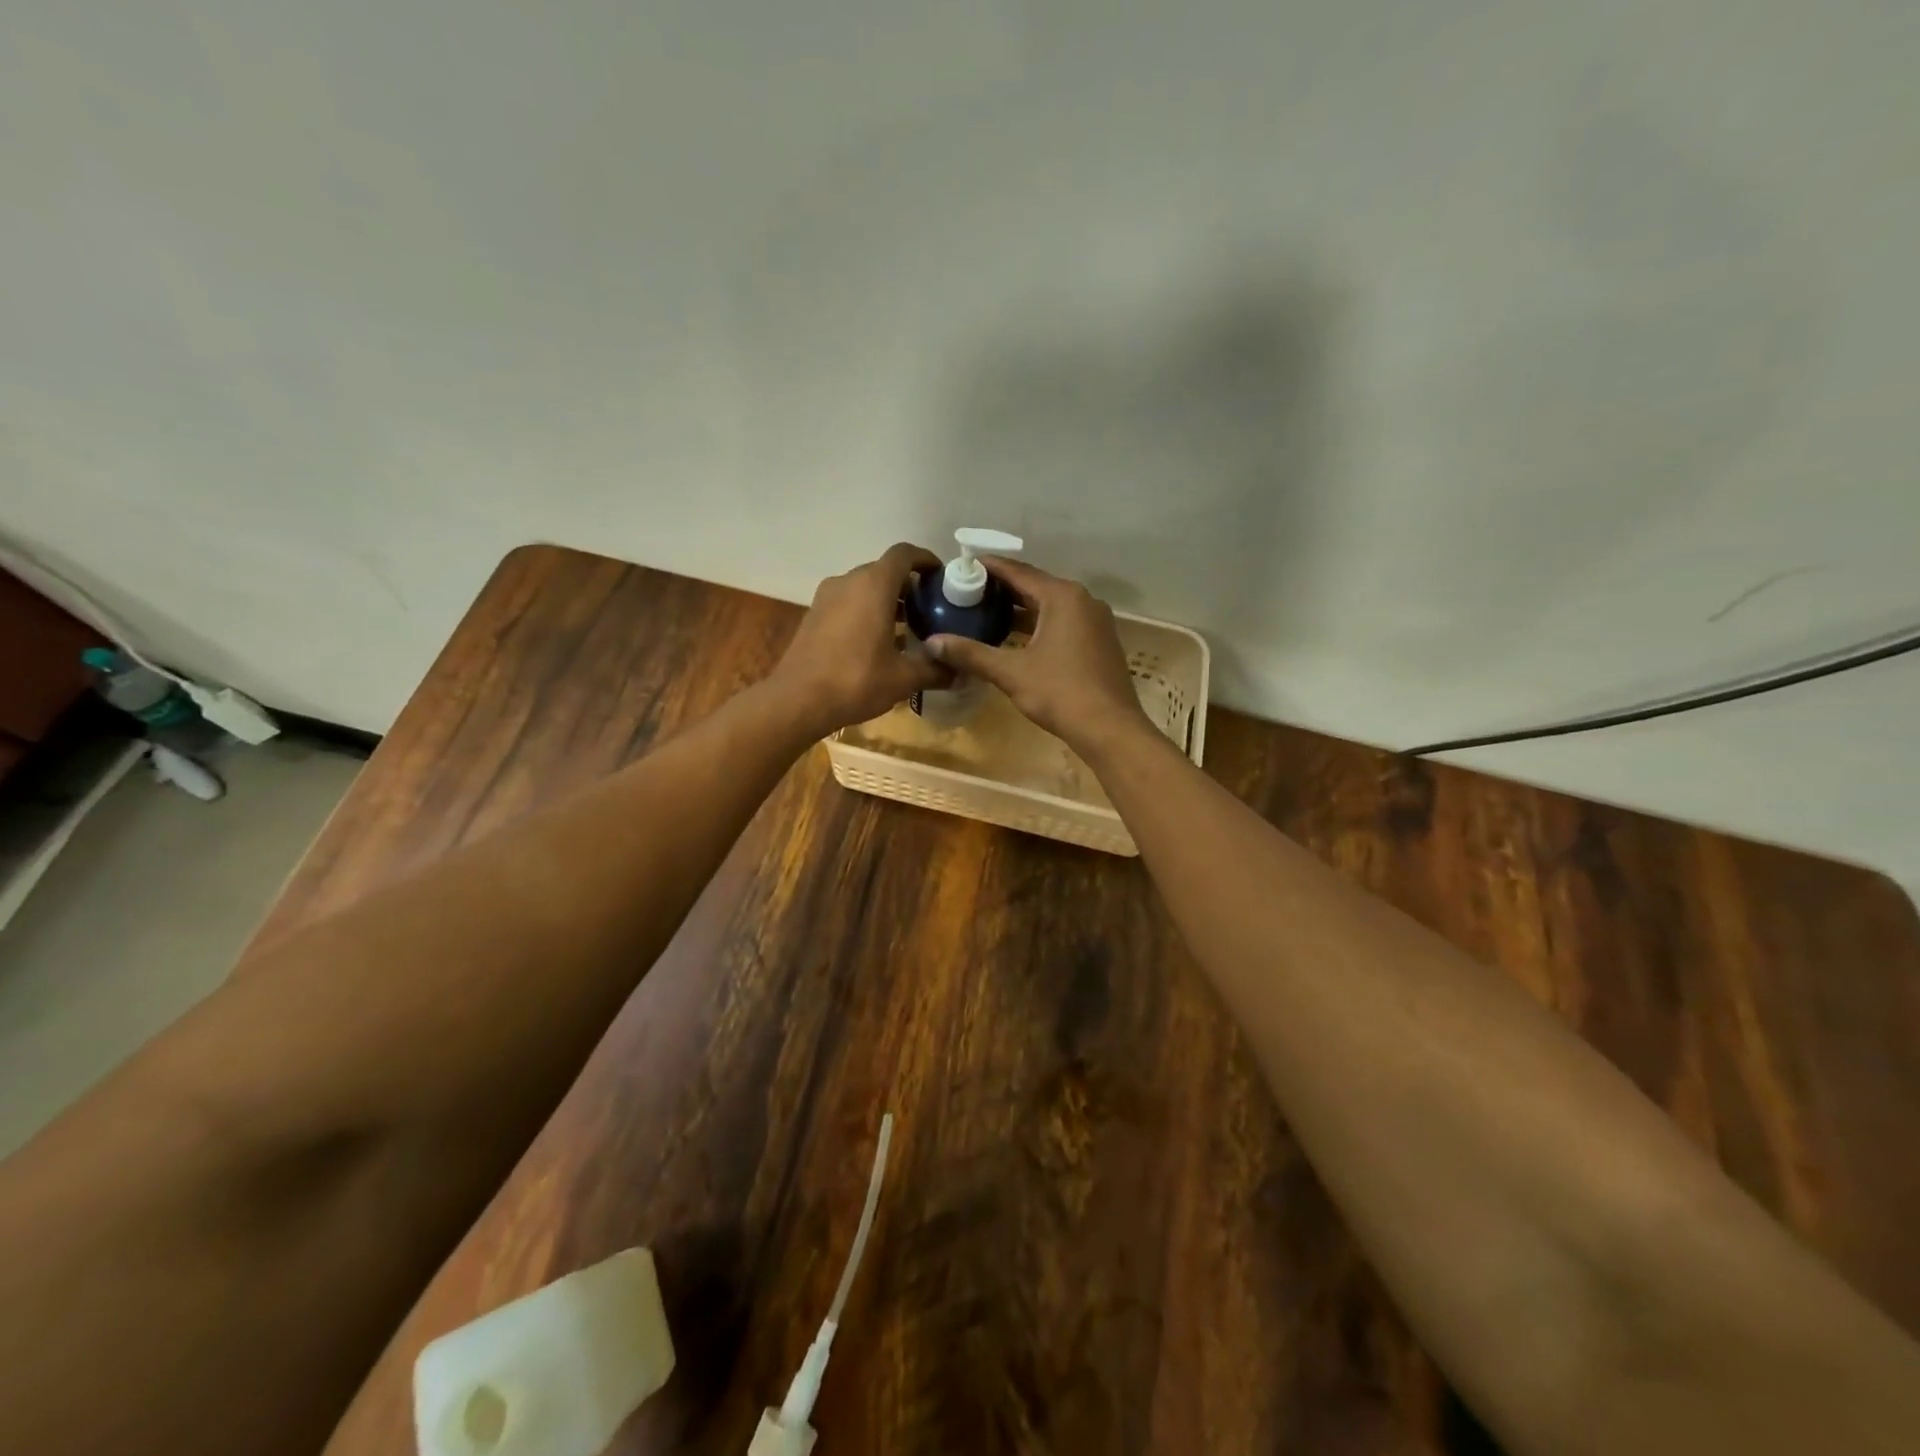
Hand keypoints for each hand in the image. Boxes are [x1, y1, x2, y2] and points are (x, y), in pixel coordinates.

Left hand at [769, 543, 945, 736]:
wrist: (797, 700)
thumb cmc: (856, 680)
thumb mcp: (903, 678)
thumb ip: (935, 670)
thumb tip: (962, 674)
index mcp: (874, 585)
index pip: (904, 554)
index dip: (925, 560)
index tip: (941, 577)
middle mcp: (848, 582)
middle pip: (884, 571)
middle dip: (908, 586)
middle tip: (930, 609)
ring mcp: (826, 598)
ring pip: (864, 588)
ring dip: (886, 601)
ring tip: (907, 628)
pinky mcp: (813, 616)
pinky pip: (847, 603)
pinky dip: (865, 612)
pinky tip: (878, 642)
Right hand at [924, 558, 1150, 754]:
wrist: (1110, 729)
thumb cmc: (1060, 693)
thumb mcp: (1010, 673)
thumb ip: (971, 654)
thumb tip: (932, 643)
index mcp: (1063, 597)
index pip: (1019, 572)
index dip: (990, 568)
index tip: (964, 565)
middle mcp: (1083, 600)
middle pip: (1036, 586)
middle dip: (1003, 589)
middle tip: (969, 592)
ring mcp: (1096, 621)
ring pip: (1051, 606)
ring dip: (1022, 609)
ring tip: (987, 613)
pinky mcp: (1100, 641)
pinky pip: (1064, 622)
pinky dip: (1039, 624)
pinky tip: (1018, 638)